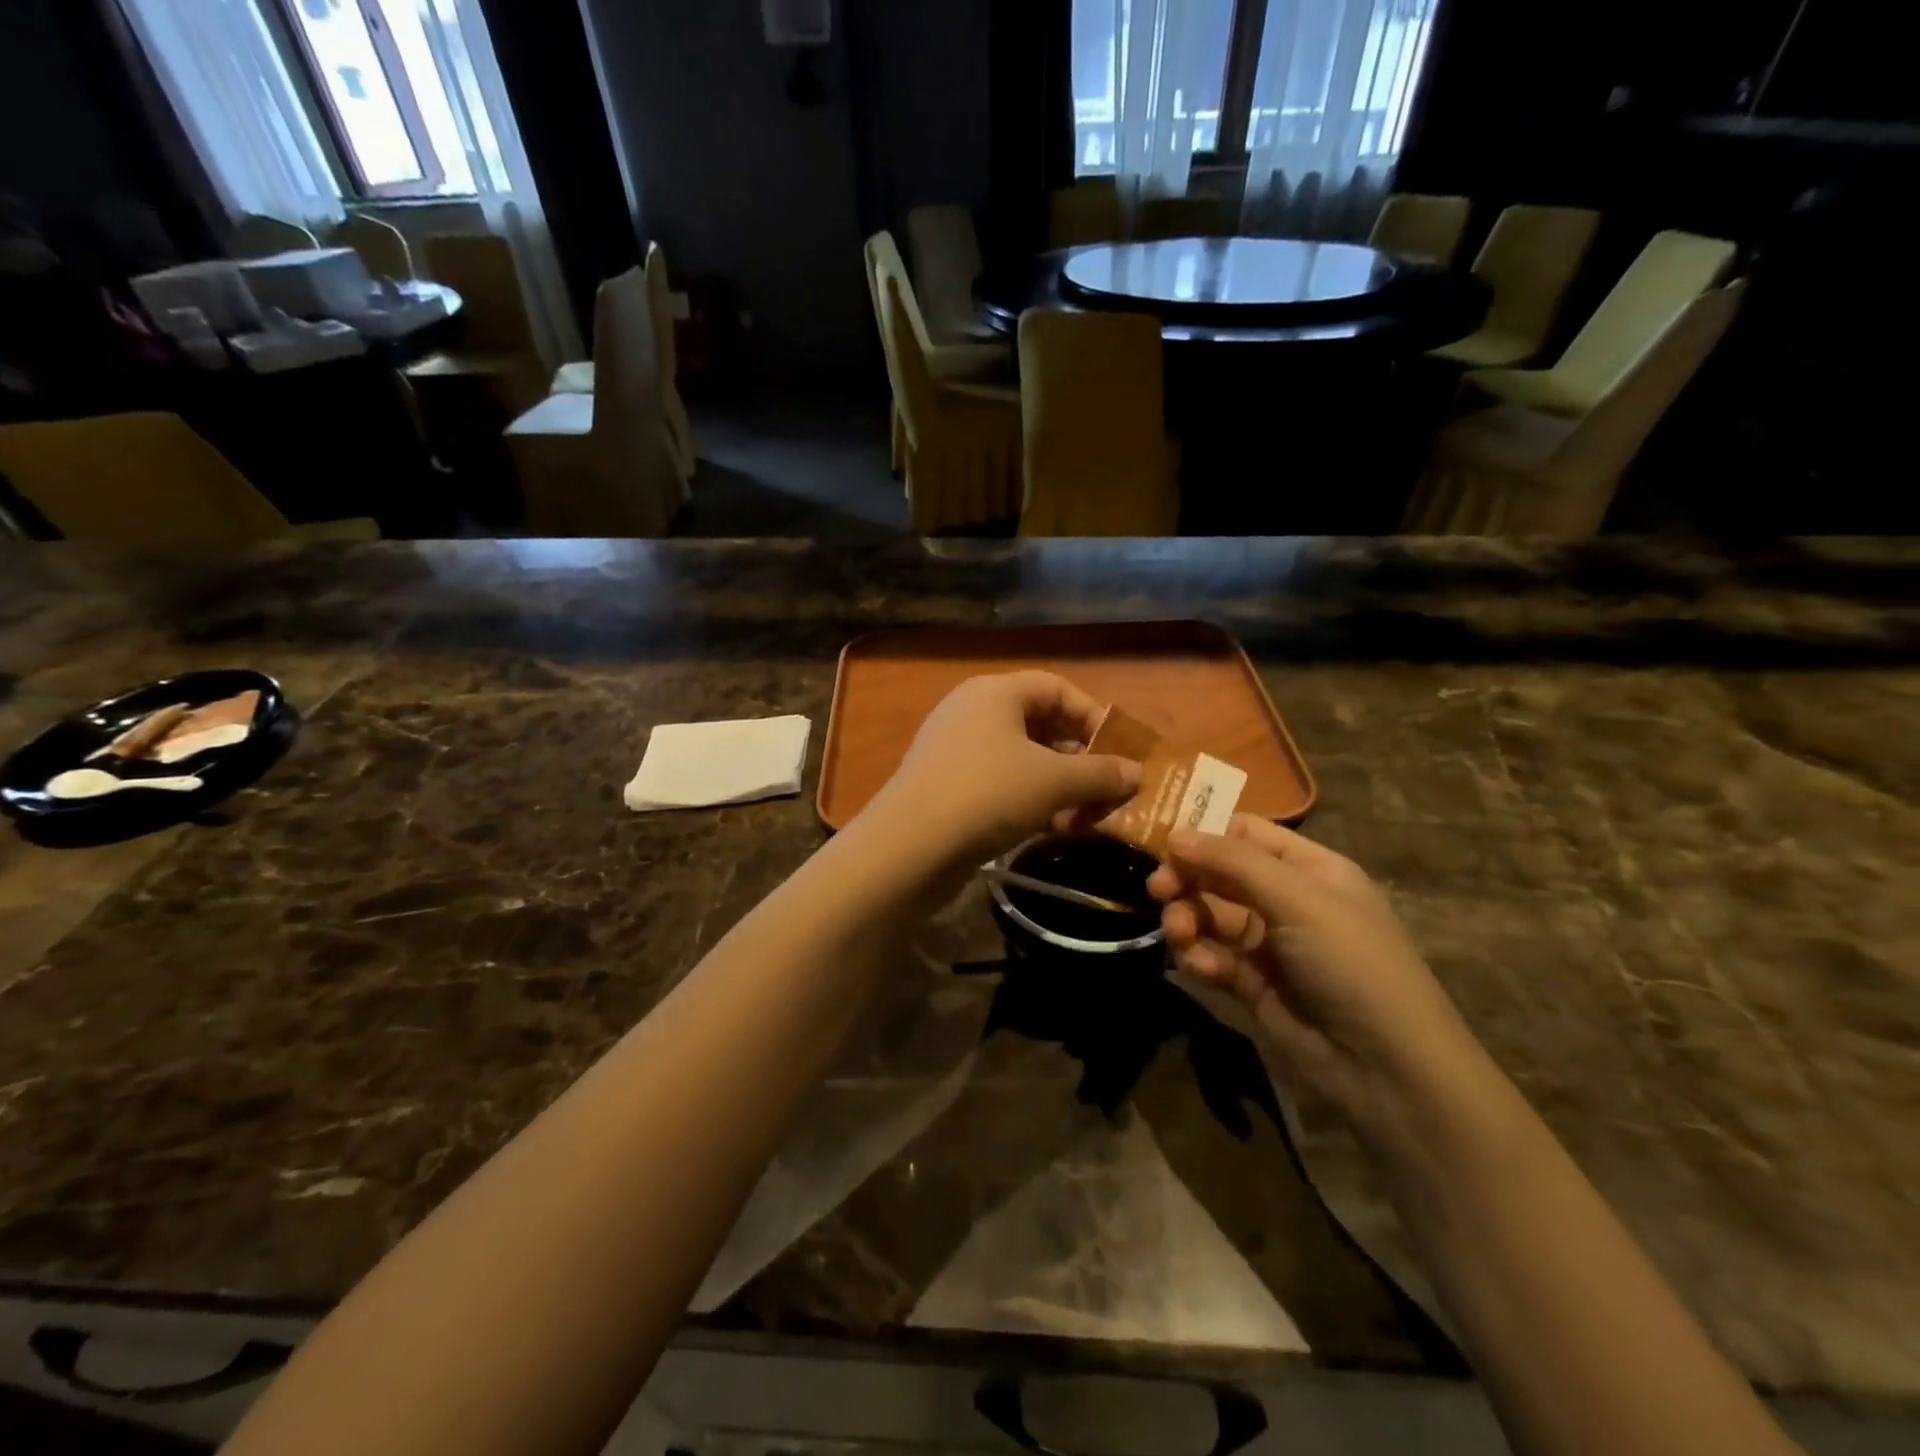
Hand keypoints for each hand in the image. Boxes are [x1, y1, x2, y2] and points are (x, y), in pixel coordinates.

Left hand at [863, 672, 1141, 872]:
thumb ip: (1100, 774)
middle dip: (1079, 758)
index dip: (1093, 715)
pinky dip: (1030, 801)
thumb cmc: (988, 794)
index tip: (1120, 750)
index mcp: (995, 692)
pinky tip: (1052, 829)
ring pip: (1022, 759)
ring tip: (1084, 816)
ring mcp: (956, 751)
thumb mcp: (1053, 781)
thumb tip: (1137, 773)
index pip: (1056, 688)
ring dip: (1059, 785)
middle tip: (1107, 789)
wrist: (909, 846)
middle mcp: (973, 712)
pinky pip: (1000, 784)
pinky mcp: (947, 787)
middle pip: (1040, 724)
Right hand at [1149, 815, 1491, 1145]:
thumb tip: (1174, 833)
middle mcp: (1286, 899)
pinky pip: (1211, 955)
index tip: (1160, 840)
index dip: (1204, 831)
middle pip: (1219, 873)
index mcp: (1309, 869)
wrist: (1385, 1067)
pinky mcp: (1250, 983)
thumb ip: (1233, 862)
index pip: (1246, 833)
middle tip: (1158, 889)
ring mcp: (1267, 943)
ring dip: (1187, 919)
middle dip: (1187, 878)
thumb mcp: (1299, 899)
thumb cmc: (1352, 962)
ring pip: (1209, 915)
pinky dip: (1199, 957)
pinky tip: (1201, 967)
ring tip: (1178, 934)